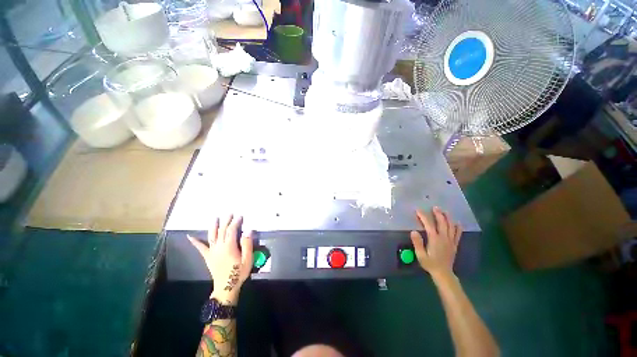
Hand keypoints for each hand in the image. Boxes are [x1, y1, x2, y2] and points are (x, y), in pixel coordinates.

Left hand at [188, 215, 252, 304]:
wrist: (226, 287)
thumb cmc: (238, 272)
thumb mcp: (247, 259)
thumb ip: (247, 244)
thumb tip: (248, 230)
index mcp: (229, 246)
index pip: (231, 230)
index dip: (235, 222)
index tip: (240, 216)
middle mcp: (219, 246)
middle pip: (222, 230)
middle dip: (226, 221)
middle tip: (229, 213)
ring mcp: (212, 251)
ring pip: (212, 236)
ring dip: (214, 226)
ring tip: (215, 218)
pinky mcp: (208, 257)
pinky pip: (200, 248)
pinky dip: (195, 242)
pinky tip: (190, 236)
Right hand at [410, 207, 461, 278]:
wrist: (443, 273)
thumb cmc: (430, 264)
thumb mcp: (420, 255)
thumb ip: (417, 243)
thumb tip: (414, 231)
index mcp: (434, 239)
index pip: (429, 224)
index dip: (423, 216)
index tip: (418, 210)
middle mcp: (444, 238)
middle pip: (442, 223)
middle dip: (438, 214)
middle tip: (435, 207)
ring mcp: (450, 241)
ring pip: (451, 226)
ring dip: (448, 218)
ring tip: (445, 211)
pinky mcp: (454, 245)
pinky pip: (457, 234)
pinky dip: (458, 228)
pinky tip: (457, 223)